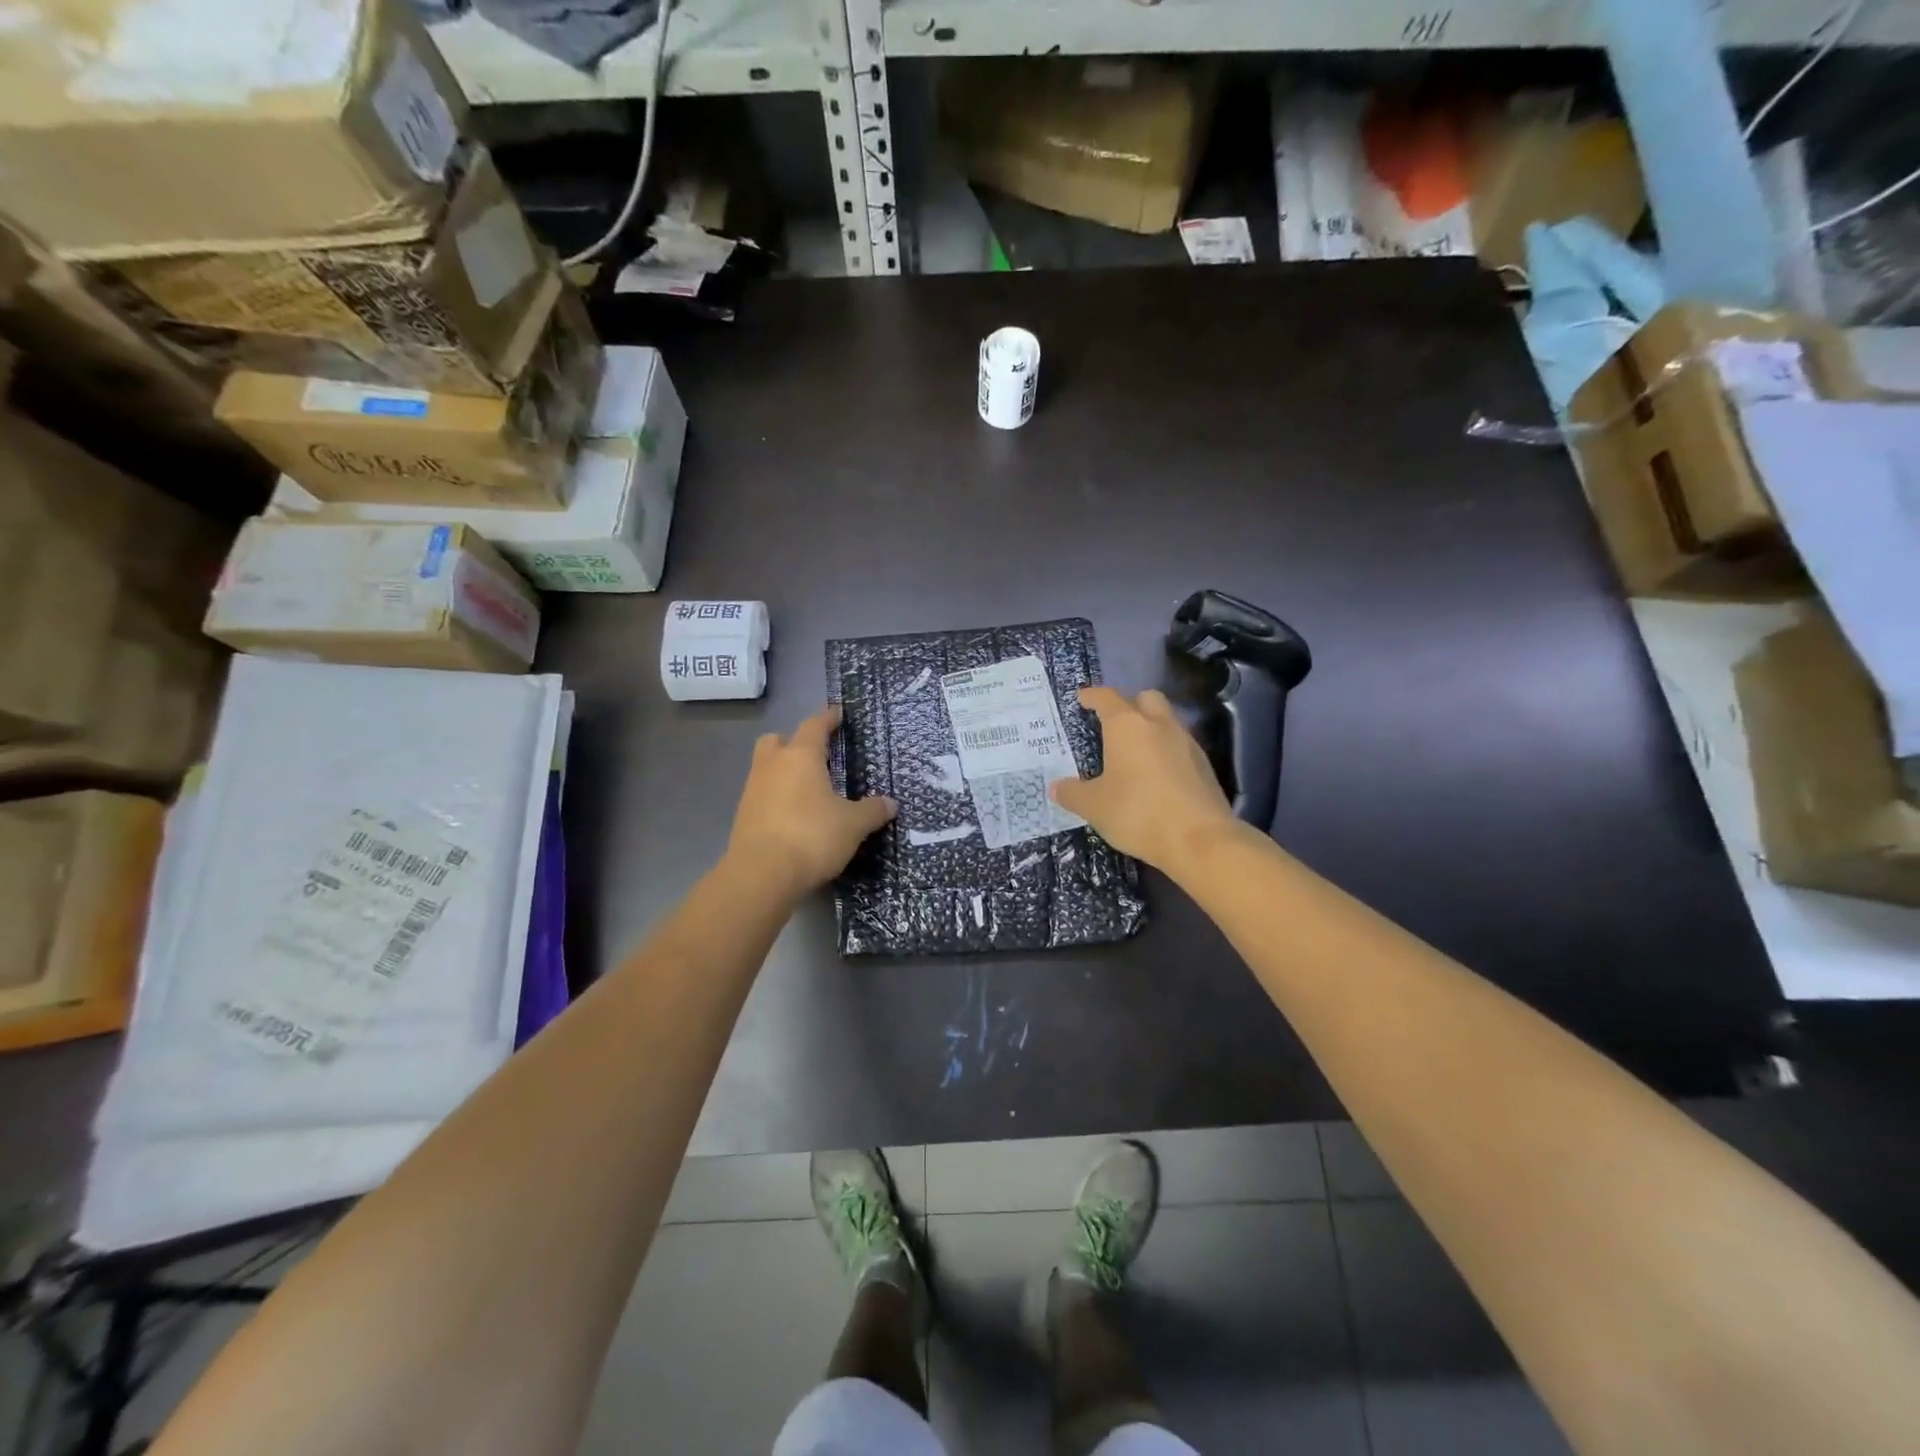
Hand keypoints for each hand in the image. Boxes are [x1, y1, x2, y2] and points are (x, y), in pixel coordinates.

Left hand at [728, 706, 895, 896]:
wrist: (761, 875)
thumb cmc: (811, 837)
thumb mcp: (852, 825)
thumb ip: (872, 811)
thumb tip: (891, 803)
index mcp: (800, 757)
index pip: (814, 726)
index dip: (827, 718)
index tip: (837, 712)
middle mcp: (772, 766)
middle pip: (777, 740)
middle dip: (794, 742)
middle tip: (815, 755)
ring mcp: (753, 790)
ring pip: (766, 768)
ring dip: (784, 771)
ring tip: (809, 790)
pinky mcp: (743, 816)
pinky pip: (762, 795)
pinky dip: (777, 797)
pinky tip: (794, 816)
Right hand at [1050, 687, 1238, 874]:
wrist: (1200, 840)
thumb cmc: (1138, 812)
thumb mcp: (1094, 807)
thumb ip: (1072, 793)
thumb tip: (1056, 787)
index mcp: (1127, 726)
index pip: (1106, 698)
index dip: (1092, 696)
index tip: (1082, 699)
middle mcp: (1159, 725)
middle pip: (1145, 699)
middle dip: (1129, 704)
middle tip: (1112, 724)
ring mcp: (1186, 743)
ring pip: (1166, 722)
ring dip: (1150, 729)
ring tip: (1133, 754)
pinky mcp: (1204, 766)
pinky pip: (1180, 747)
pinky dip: (1165, 752)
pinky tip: (1155, 776)